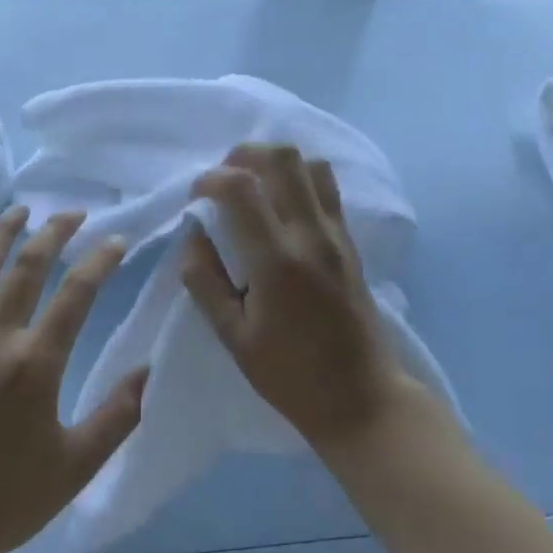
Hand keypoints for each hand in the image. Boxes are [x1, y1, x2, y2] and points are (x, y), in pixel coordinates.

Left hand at [0, 207, 145, 552]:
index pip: (77, 293)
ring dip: (0, 236)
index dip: (100, 260)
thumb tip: (149, 372)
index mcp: (36, 362)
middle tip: (72, 213)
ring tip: (17, 211)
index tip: (117, 239)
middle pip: (27, 267)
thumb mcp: (75, 466)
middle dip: (53, 233)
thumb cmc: (2, 500)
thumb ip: (117, 416)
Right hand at [182, 144, 426, 454]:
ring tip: (252, 187)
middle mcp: (312, 235)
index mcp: (277, 260)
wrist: (360, 397)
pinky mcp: (351, 242)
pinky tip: (280, 205)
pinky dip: (299, 179)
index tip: (195, 197)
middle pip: (283, 158)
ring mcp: (337, 235)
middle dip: (243, 155)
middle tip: (222, 180)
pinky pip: (327, 189)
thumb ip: (205, 281)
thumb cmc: (290, 375)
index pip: (242, 187)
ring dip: (276, 164)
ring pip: (311, 165)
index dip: (211, 179)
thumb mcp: (233, 337)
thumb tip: (192, 236)